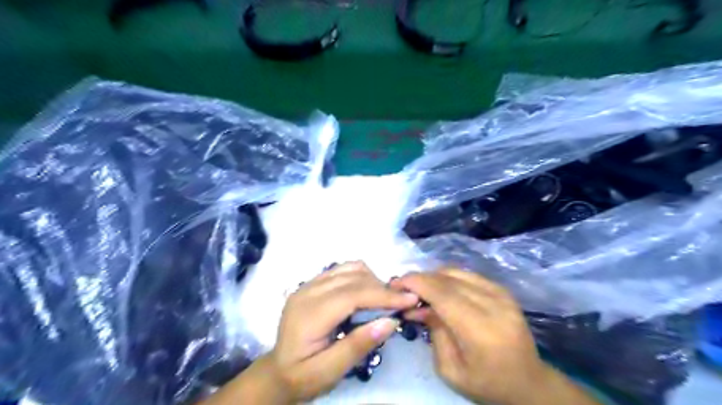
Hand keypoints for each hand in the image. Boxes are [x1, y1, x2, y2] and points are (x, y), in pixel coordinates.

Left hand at [266, 261, 417, 402]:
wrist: (278, 370)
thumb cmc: (303, 376)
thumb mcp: (329, 372)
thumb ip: (357, 346)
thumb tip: (390, 321)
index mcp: (309, 315)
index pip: (352, 295)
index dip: (382, 295)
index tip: (409, 299)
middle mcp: (307, 291)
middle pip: (353, 277)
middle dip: (381, 288)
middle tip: (400, 305)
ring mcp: (309, 283)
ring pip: (349, 268)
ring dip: (372, 280)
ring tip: (383, 301)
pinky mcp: (313, 282)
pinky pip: (343, 269)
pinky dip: (360, 277)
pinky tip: (366, 295)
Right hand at [393, 269, 601, 403]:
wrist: (529, 381)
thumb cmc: (487, 383)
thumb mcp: (451, 369)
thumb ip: (434, 331)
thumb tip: (417, 305)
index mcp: (480, 329)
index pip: (441, 293)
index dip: (415, 283)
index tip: (395, 284)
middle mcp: (493, 304)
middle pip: (447, 279)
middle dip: (420, 278)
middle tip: (402, 287)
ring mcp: (500, 294)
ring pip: (457, 272)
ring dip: (433, 276)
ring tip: (419, 289)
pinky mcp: (503, 290)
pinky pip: (468, 275)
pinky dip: (448, 277)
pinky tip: (439, 289)